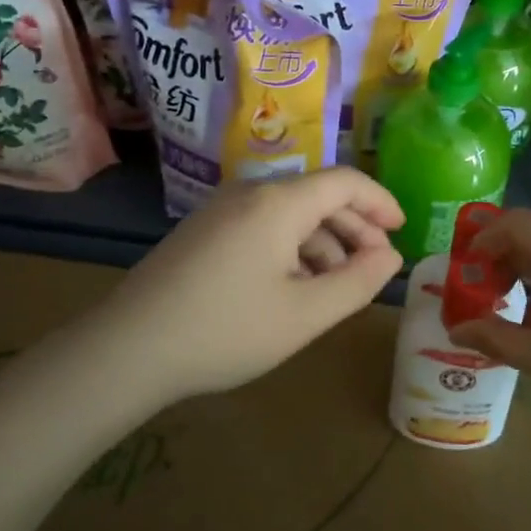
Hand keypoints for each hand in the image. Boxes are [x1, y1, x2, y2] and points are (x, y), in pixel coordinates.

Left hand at [86, 168, 403, 402]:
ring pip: (290, 215)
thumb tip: (390, 257)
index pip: (345, 182)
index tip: (402, 230)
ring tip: (336, 288)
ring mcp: (221, 211)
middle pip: (318, 197)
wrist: (129, 348)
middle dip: (354, 229)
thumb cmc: (227, 330)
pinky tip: (294, 288)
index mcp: (279, 203)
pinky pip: (262, 228)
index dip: (380, 202)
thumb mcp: (305, 314)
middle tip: (375, 268)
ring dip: (323, 245)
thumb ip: (358, 283)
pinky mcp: (203, 232)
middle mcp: (250, 193)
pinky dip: (291, 250)